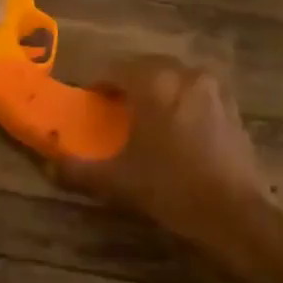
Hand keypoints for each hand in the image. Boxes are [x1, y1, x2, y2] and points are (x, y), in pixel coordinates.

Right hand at [57, 57, 273, 258]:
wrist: (233, 214)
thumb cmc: (170, 189)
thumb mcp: (117, 181)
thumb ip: (78, 170)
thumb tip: (49, 166)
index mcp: (154, 83)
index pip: (115, 69)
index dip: (97, 84)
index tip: (88, 102)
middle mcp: (185, 74)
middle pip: (147, 67)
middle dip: (127, 83)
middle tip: (112, 108)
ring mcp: (214, 89)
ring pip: (175, 77)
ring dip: (156, 89)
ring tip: (144, 117)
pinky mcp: (232, 107)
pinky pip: (197, 93)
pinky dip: (181, 101)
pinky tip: (175, 128)